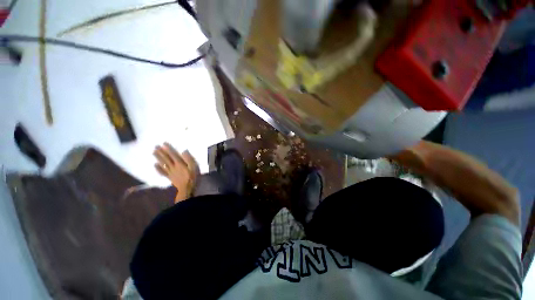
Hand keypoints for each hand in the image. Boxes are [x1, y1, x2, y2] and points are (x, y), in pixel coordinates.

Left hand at [154, 143, 198, 202]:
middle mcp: (173, 166)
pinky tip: (155, 165)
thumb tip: (184, 151)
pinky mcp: (170, 177)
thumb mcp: (194, 167)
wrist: (187, 188)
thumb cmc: (192, 177)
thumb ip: (189, 159)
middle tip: (155, 146)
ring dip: (158, 158)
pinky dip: (158, 168)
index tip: (163, 143)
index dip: (168, 149)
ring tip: (154, 152)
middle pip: (166, 158)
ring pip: (163, 164)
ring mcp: (170, 172)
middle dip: (161, 152)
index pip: (173, 154)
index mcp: (180, 163)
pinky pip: (163, 172)